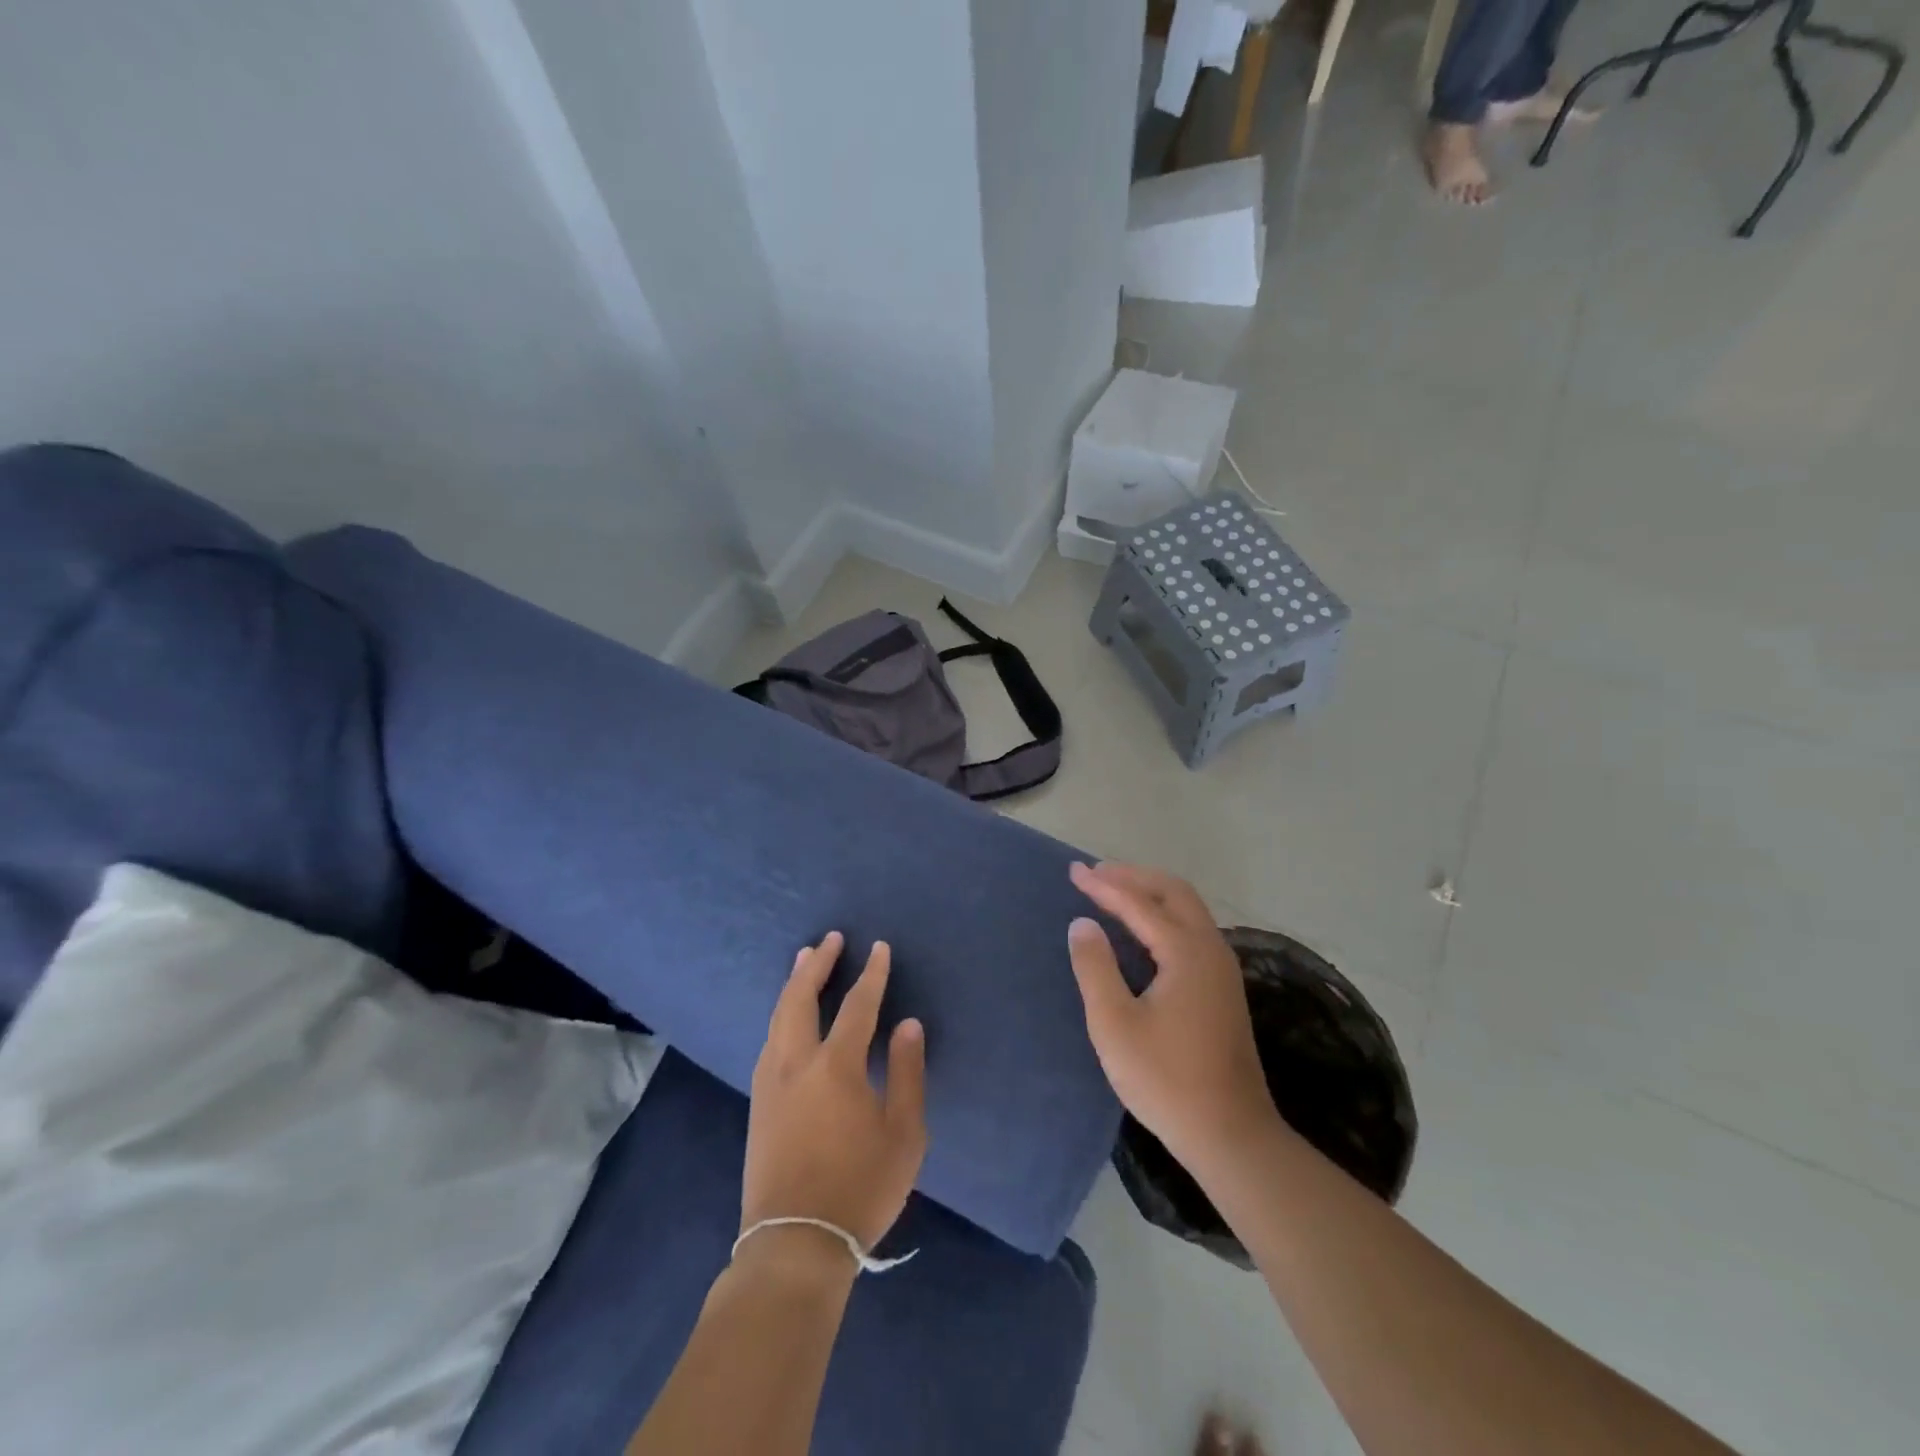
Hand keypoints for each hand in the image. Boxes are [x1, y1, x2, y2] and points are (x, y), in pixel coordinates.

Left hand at [742, 933, 927, 1253]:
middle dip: (817, 965)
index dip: (871, 975)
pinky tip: (787, 1016)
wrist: (794, 1244)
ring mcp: (770, 1082)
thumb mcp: (904, 1134)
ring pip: (779, 1016)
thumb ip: (907, 1073)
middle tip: (831, 940)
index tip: (879, 948)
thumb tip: (908, 1024)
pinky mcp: (758, 1103)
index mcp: (835, 1067)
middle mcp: (796, 1063)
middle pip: (801, 998)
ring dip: (793, 984)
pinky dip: (782, 1013)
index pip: (857, 1006)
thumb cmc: (860, 1188)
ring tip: (804, 960)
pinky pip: (770, 1039)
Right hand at [1067, 862, 1274, 1169]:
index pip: (1139, 903)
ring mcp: (1222, 969)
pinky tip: (1142, 931)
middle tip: (1096, 874)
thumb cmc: (1166, 1080)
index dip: (1103, 885)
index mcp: (1186, 952)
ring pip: (1188, 909)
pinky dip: (1163, 915)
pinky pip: (1192, 929)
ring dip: (1150, 893)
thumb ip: (1095, 967)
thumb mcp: (1115, 1024)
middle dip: (1133, 877)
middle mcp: (1211, 949)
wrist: (1230, 1134)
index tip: (1073, 871)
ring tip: (1114, 892)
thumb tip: (1083, 923)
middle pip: (1174, 892)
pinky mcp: (1223, 988)